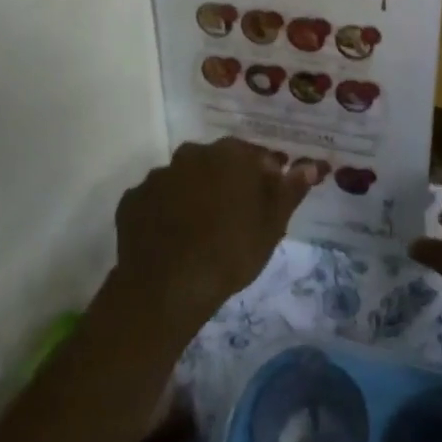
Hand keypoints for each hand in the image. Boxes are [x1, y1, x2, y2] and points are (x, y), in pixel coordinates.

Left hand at [110, 138, 311, 336]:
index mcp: (229, 154)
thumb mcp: (272, 225)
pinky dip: (164, 212)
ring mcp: (157, 176)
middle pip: (216, 163)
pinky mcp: (132, 200)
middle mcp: (191, 154)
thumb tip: (310, 165)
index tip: (267, 202)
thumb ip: (290, 190)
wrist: (168, 287)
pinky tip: (172, 238)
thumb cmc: (231, 251)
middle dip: (226, 182)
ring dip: (193, 195)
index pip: (255, 156)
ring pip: (184, 180)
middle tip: (235, 217)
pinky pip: (156, 201)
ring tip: (201, 231)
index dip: (264, 177)